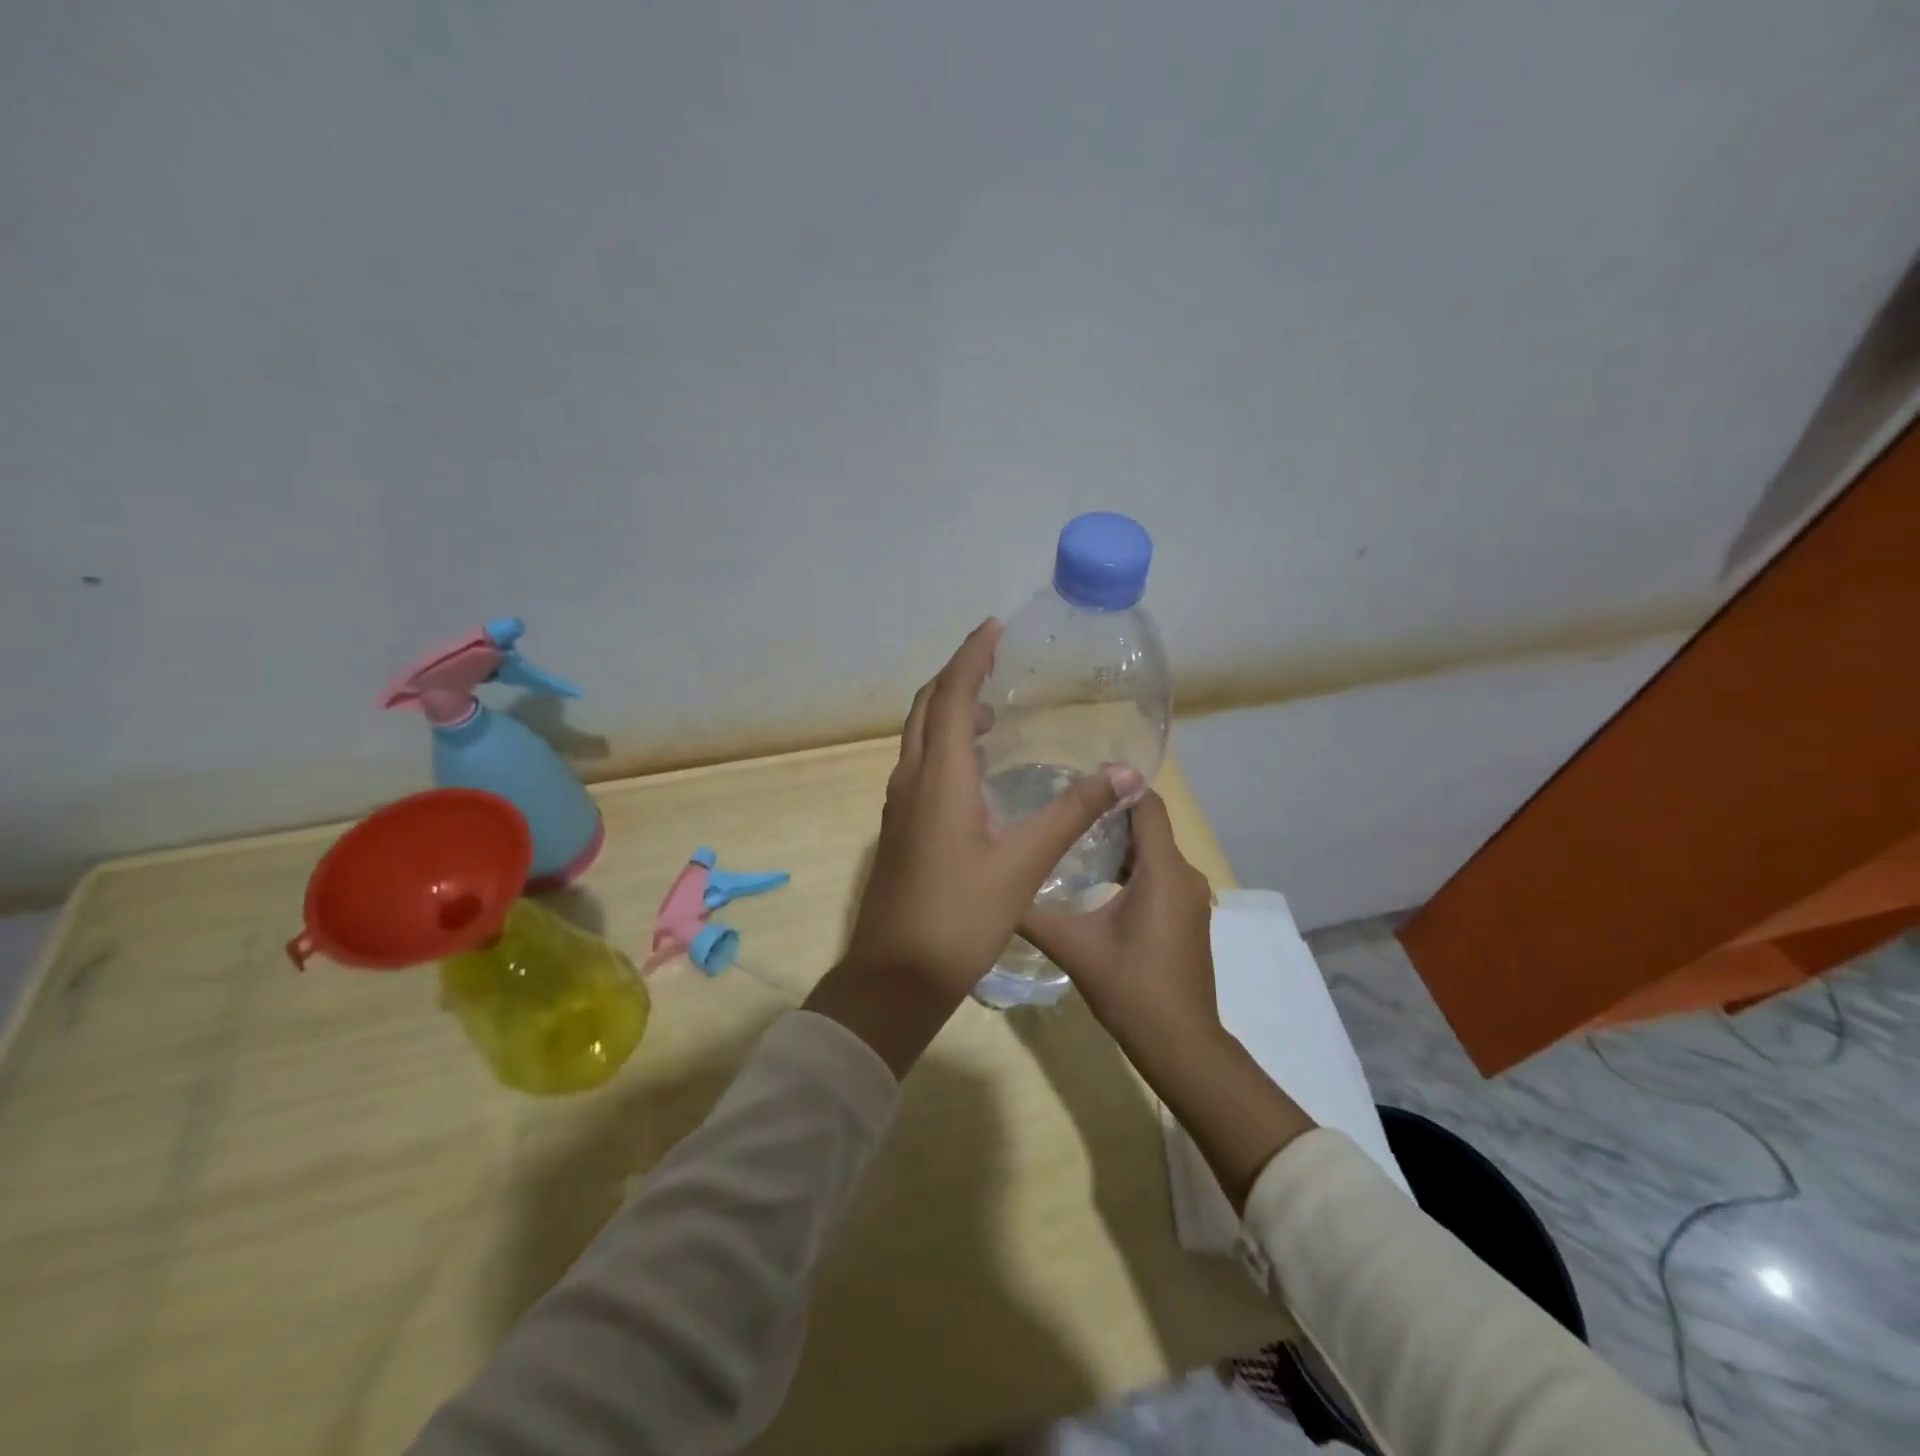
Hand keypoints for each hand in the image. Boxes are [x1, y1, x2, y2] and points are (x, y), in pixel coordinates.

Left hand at [805, 620, 1140, 1074]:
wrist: (895, 976)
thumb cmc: (959, 916)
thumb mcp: (1023, 863)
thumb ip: (1073, 812)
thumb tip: (1126, 773)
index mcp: (939, 777)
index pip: (950, 695)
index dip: (971, 656)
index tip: (995, 628)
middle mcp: (911, 780)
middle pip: (926, 708)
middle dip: (956, 677)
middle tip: (993, 660)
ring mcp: (900, 806)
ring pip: (919, 738)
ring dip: (948, 712)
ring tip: (990, 709)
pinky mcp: (900, 829)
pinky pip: (920, 766)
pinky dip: (944, 747)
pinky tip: (975, 769)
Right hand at [1023, 790, 1316, 1208]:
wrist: (1180, 1044)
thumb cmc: (1130, 988)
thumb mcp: (1074, 946)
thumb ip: (1033, 913)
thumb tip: (997, 887)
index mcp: (1163, 871)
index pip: (1147, 804)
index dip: (1117, 784)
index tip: (1077, 779)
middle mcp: (1185, 875)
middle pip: (1149, 825)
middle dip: (1109, 814)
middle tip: (1062, 810)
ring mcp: (1191, 897)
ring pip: (1154, 852)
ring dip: (1119, 844)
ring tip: (1072, 841)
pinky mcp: (1188, 916)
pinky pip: (1161, 875)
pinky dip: (1132, 868)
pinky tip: (1097, 881)